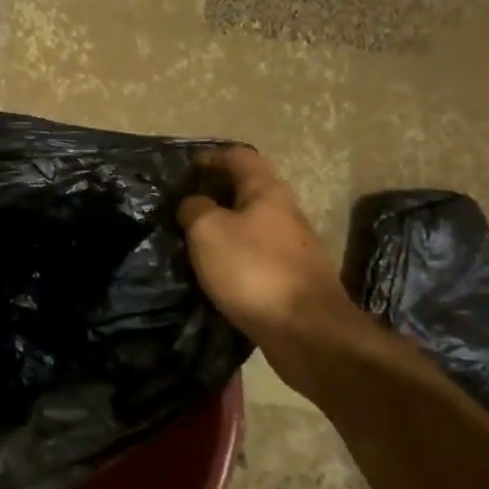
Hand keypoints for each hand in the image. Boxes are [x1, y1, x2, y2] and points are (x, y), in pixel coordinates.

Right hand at [178, 147, 351, 341]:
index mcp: (267, 192)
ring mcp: (292, 248)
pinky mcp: (291, 279)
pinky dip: (232, 257)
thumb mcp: (208, 230)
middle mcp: (285, 214)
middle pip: (248, 191)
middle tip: (182, 207)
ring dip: (223, 228)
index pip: (240, 157)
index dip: (213, 157)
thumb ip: (194, 208)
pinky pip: (255, 256)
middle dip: (215, 194)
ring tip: (191, 241)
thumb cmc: (253, 269)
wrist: (306, 331)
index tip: (188, 167)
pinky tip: (213, 272)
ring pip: (250, 226)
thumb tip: (193, 204)